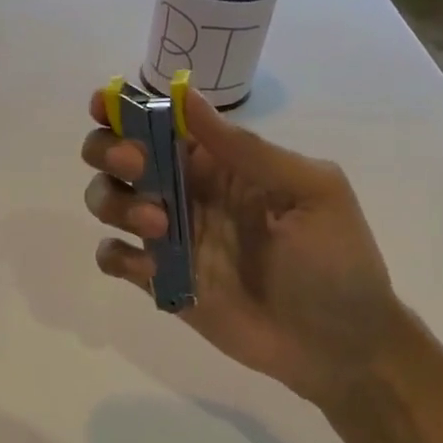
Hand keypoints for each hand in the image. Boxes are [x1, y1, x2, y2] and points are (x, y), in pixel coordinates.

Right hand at [81, 88, 401, 407]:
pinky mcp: (161, 282)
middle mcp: (187, 192)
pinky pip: (114, 258)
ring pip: (109, 200)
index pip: (163, 123)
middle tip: (137, 165)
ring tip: (159, 227)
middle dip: (111, 150)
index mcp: (221, 162)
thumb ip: (247, 149)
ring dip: (116, 202)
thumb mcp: (310, 190)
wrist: (338, 345)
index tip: (104, 104)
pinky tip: (148, 267)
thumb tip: (186, 96)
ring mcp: (171, 238)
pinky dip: (116, 255)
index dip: (126, 108)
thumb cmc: (336, 261)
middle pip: (120, 155)